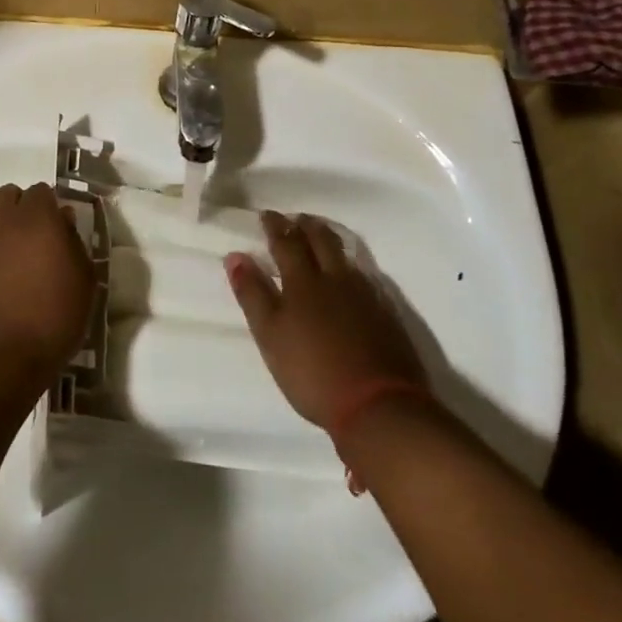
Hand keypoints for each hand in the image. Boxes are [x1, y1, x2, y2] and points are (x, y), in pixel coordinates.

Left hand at [0, 183, 94, 388]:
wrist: (0, 361)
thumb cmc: (54, 319)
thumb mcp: (84, 282)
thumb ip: (75, 243)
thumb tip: (64, 222)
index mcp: (37, 221)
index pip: (42, 191)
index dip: (53, 206)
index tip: (63, 228)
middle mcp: (5, 226)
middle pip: (9, 196)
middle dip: (25, 208)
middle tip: (42, 237)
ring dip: (10, 236)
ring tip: (26, 270)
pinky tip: (8, 292)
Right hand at [226, 211, 426, 429]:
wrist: (379, 407)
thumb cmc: (314, 372)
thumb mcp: (271, 336)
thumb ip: (252, 294)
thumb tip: (235, 255)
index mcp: (303, 282)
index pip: (286, 242)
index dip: (275, 226)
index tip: (266, 214)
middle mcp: (335, 279)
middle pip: (320, 240)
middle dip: (305, 225)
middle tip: (295, 218)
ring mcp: (365, 295)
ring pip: (345, 254)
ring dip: (329, 239)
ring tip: (321, 235)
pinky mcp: (386, 313)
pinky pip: (365, 274)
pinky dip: (351, 264)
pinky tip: (350, 274)